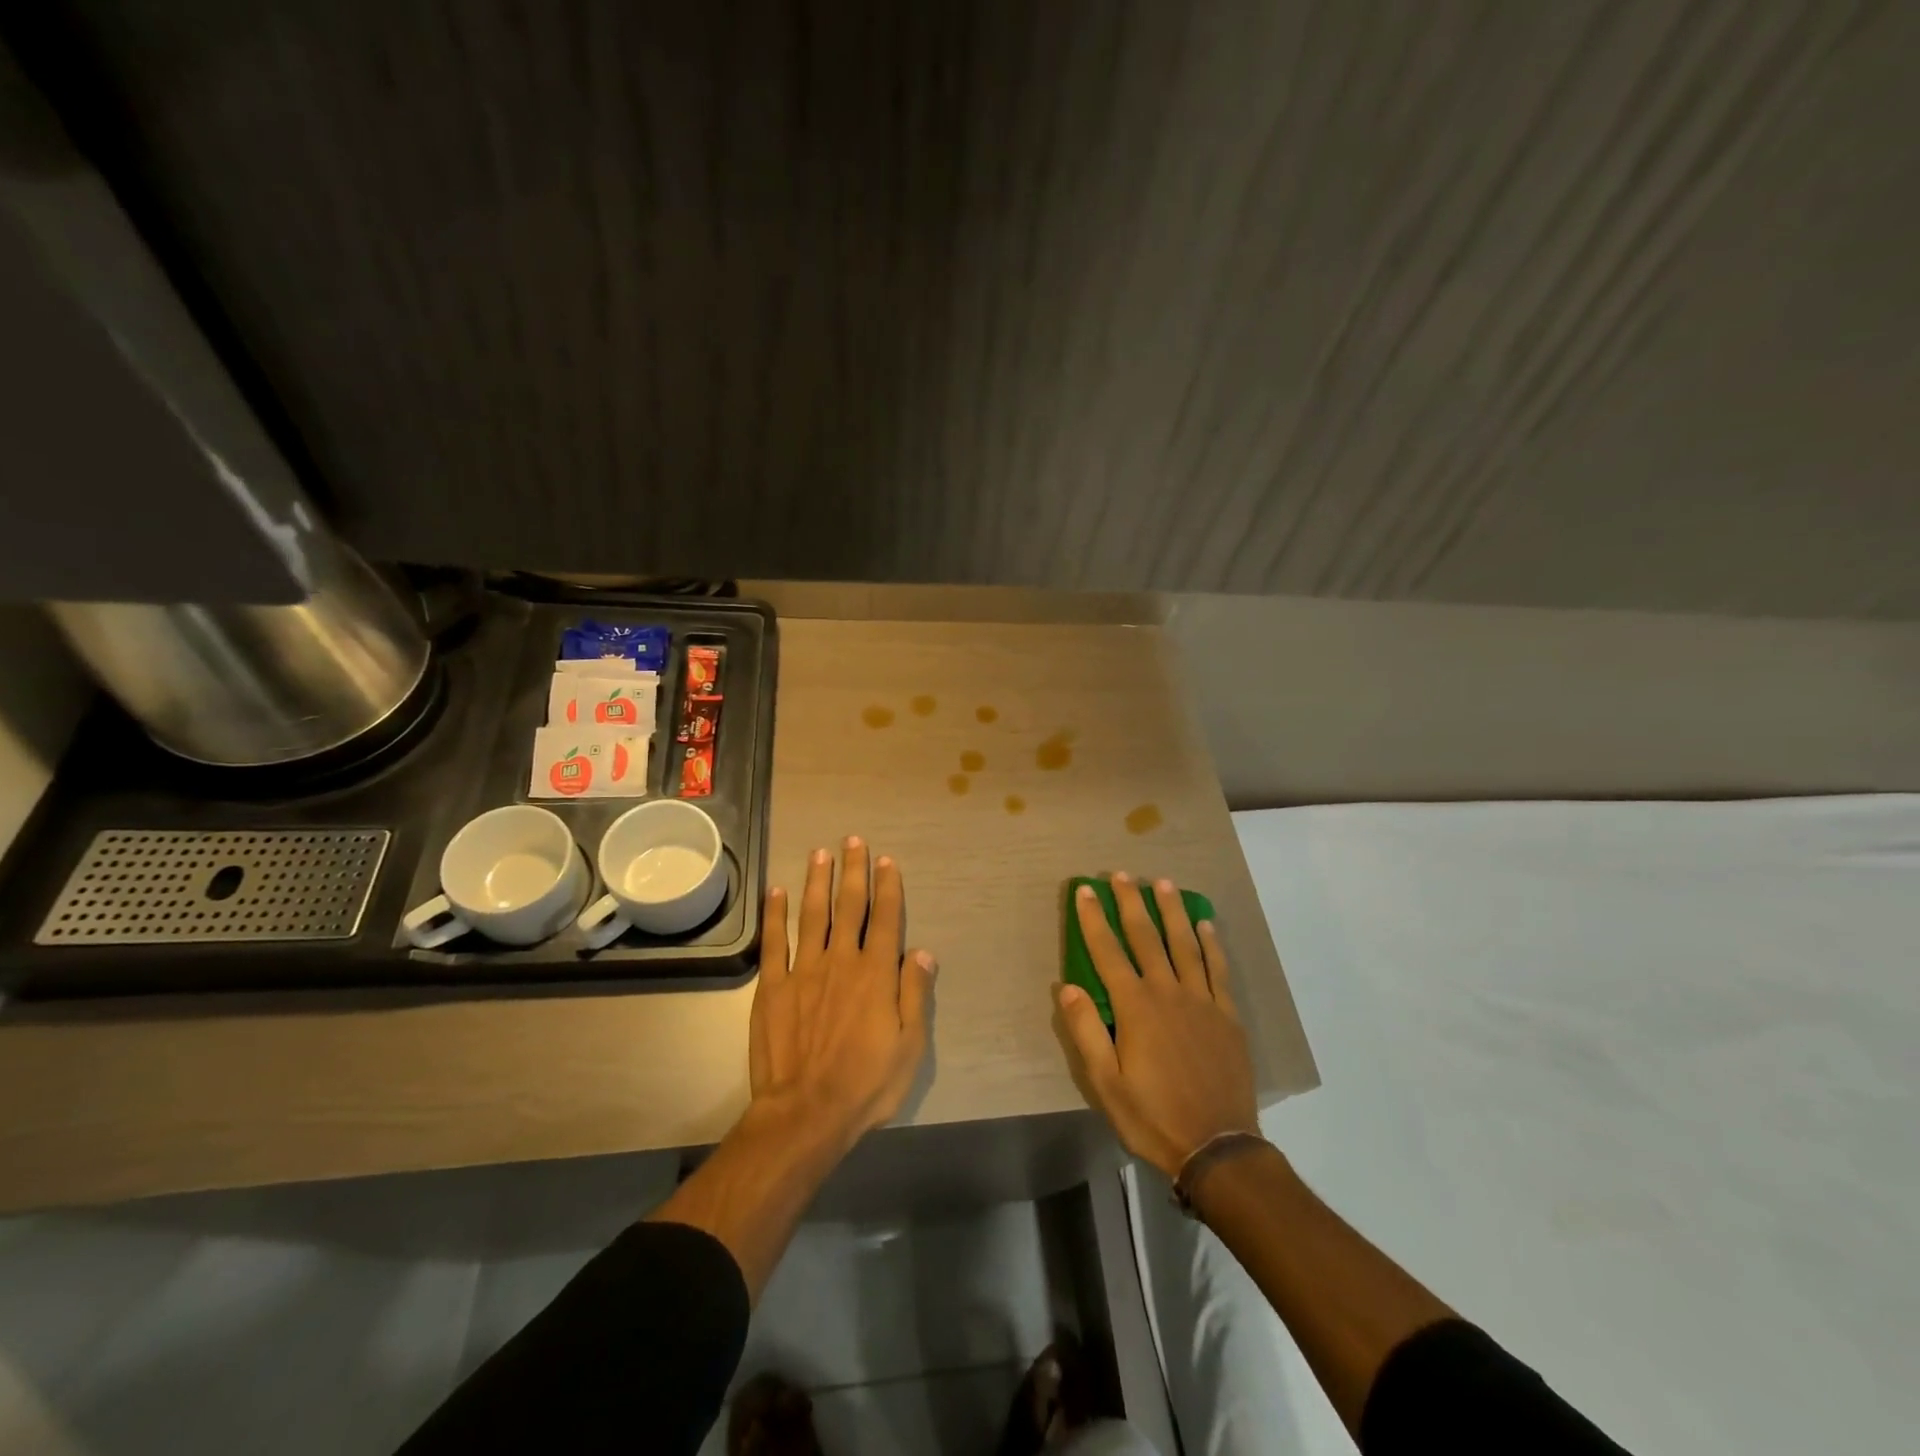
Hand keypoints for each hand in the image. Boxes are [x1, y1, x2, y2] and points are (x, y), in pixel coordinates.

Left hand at [749, 837, 937, 1142]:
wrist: (805, 1113)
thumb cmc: (866, 1084)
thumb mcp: (910, 1046)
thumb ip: (915, 994)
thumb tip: (923, 952)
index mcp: (876, 974)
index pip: (886, 919)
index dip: (887, 887)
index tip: (886, 860)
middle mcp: (842, 961)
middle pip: (849, 907)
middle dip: (853, 871)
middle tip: (853, 840)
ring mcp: (804, 971)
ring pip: (813, 915)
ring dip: (818, 881)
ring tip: (821, 853)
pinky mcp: (773, 987)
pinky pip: (774, 942)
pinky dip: (776, 915)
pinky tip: (777, 892)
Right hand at [1055, 873, 1257, 1177]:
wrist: (1217, 1146)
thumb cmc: (1152, 1116)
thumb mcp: (1105, 1083)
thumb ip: (1086, 1031)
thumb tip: (1066, 987)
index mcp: (1135, 1007)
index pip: (1107, 951)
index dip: (1094, 919)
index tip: (1085, 891)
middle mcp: (1168, 992)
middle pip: (1146, 937)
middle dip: (1131, 902)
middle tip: (1121, 874)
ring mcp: (1201, 1000)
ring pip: (1184, 944)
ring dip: (1171, 911)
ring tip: (1163, 882)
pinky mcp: (1227, 1014)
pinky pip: (1218, 969)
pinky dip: (1211, 943)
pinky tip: (1205, 924)